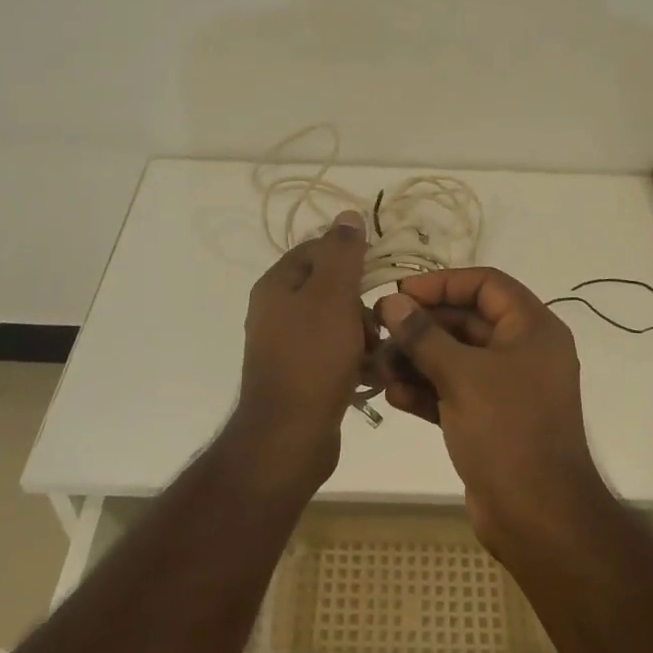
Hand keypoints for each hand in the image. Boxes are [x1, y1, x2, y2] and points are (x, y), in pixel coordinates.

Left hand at [229, 210, 373, 493]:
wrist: (289, 437)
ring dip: (362, 333)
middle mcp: (275, 311)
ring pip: (335, 322)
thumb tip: (347, 215)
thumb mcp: (332, 296)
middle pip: (329, 287)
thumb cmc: (313, 358)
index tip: (377, 276)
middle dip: (359, 303)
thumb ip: (342, 253)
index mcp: (277, 286)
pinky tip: (370, 375)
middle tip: (376, 323)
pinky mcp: (300, 375)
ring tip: (376, 354)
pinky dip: (353, 359)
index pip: (317, 250)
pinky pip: (333, 354)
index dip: (350, 257)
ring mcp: (286, 346)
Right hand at [374, 268, 612, 552]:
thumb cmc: (506, 431)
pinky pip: (454, 391)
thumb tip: (391, 302)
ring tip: (377, 367)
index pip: (486, 284)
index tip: (401, 292)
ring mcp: (506, 388)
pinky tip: (393, 395)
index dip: (442, 283)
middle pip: (466, 321)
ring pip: (455, 358)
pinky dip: (426, 390)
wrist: (538, 518)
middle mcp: (523, 351)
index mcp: (532, 328)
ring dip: (416, 360)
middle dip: (421, 327)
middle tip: (378, 330)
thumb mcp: (461, 375)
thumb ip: (423, 335)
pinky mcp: (490, 420)